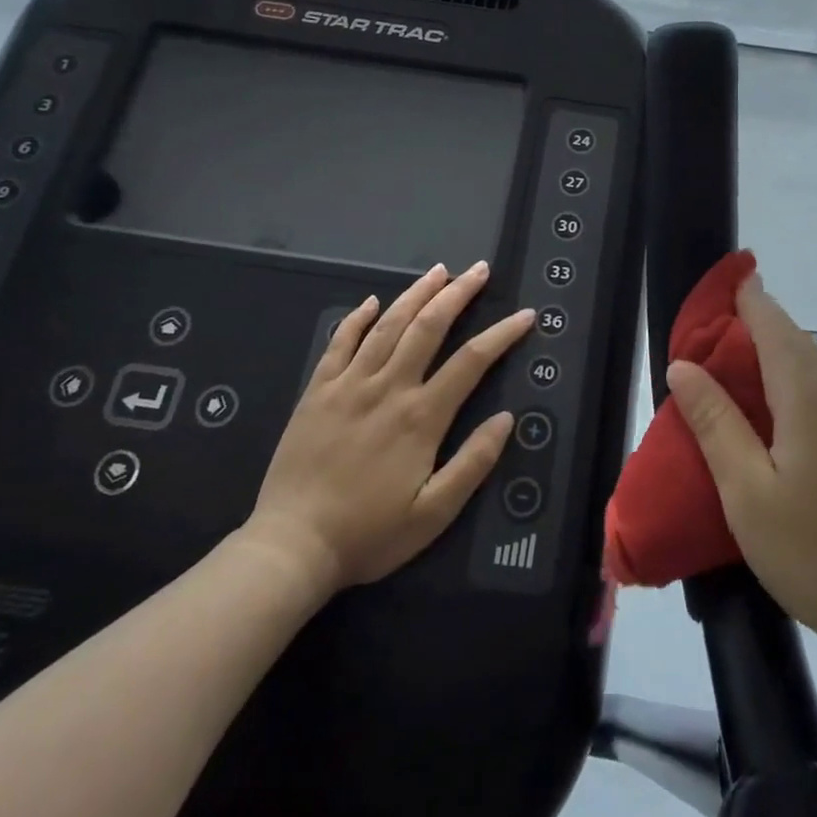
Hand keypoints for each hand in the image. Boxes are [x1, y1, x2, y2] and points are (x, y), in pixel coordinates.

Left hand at [239, 261, 534, 592]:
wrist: (292, 546)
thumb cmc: (370, 533)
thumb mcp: (435, 512)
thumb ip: (473, 463)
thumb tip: (506, 418)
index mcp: (421, 416)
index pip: (471, 361)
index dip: (502, 334)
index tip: (524, 315)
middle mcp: (387, 388)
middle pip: (428, 327)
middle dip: (458, 294)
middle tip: (478, 270)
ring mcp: (348, 386)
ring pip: (387, 326)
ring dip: (415, 294)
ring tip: (438, 272)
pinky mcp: (317, 393)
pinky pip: (339, 344)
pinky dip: (357, 319)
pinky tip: (372, 301)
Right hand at [667, 271, 816, 693]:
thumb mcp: (750, 496)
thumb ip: (715, 423)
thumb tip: (683, 365)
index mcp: (811, 390)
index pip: (768, 316)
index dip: (736, 297)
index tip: (702, 298)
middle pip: (791, 341)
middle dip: (744, 337)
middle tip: (698, 361)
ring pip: (812, 373)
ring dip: (769, 371)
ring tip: (728, 398)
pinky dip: (796, 399)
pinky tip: (779, 438)